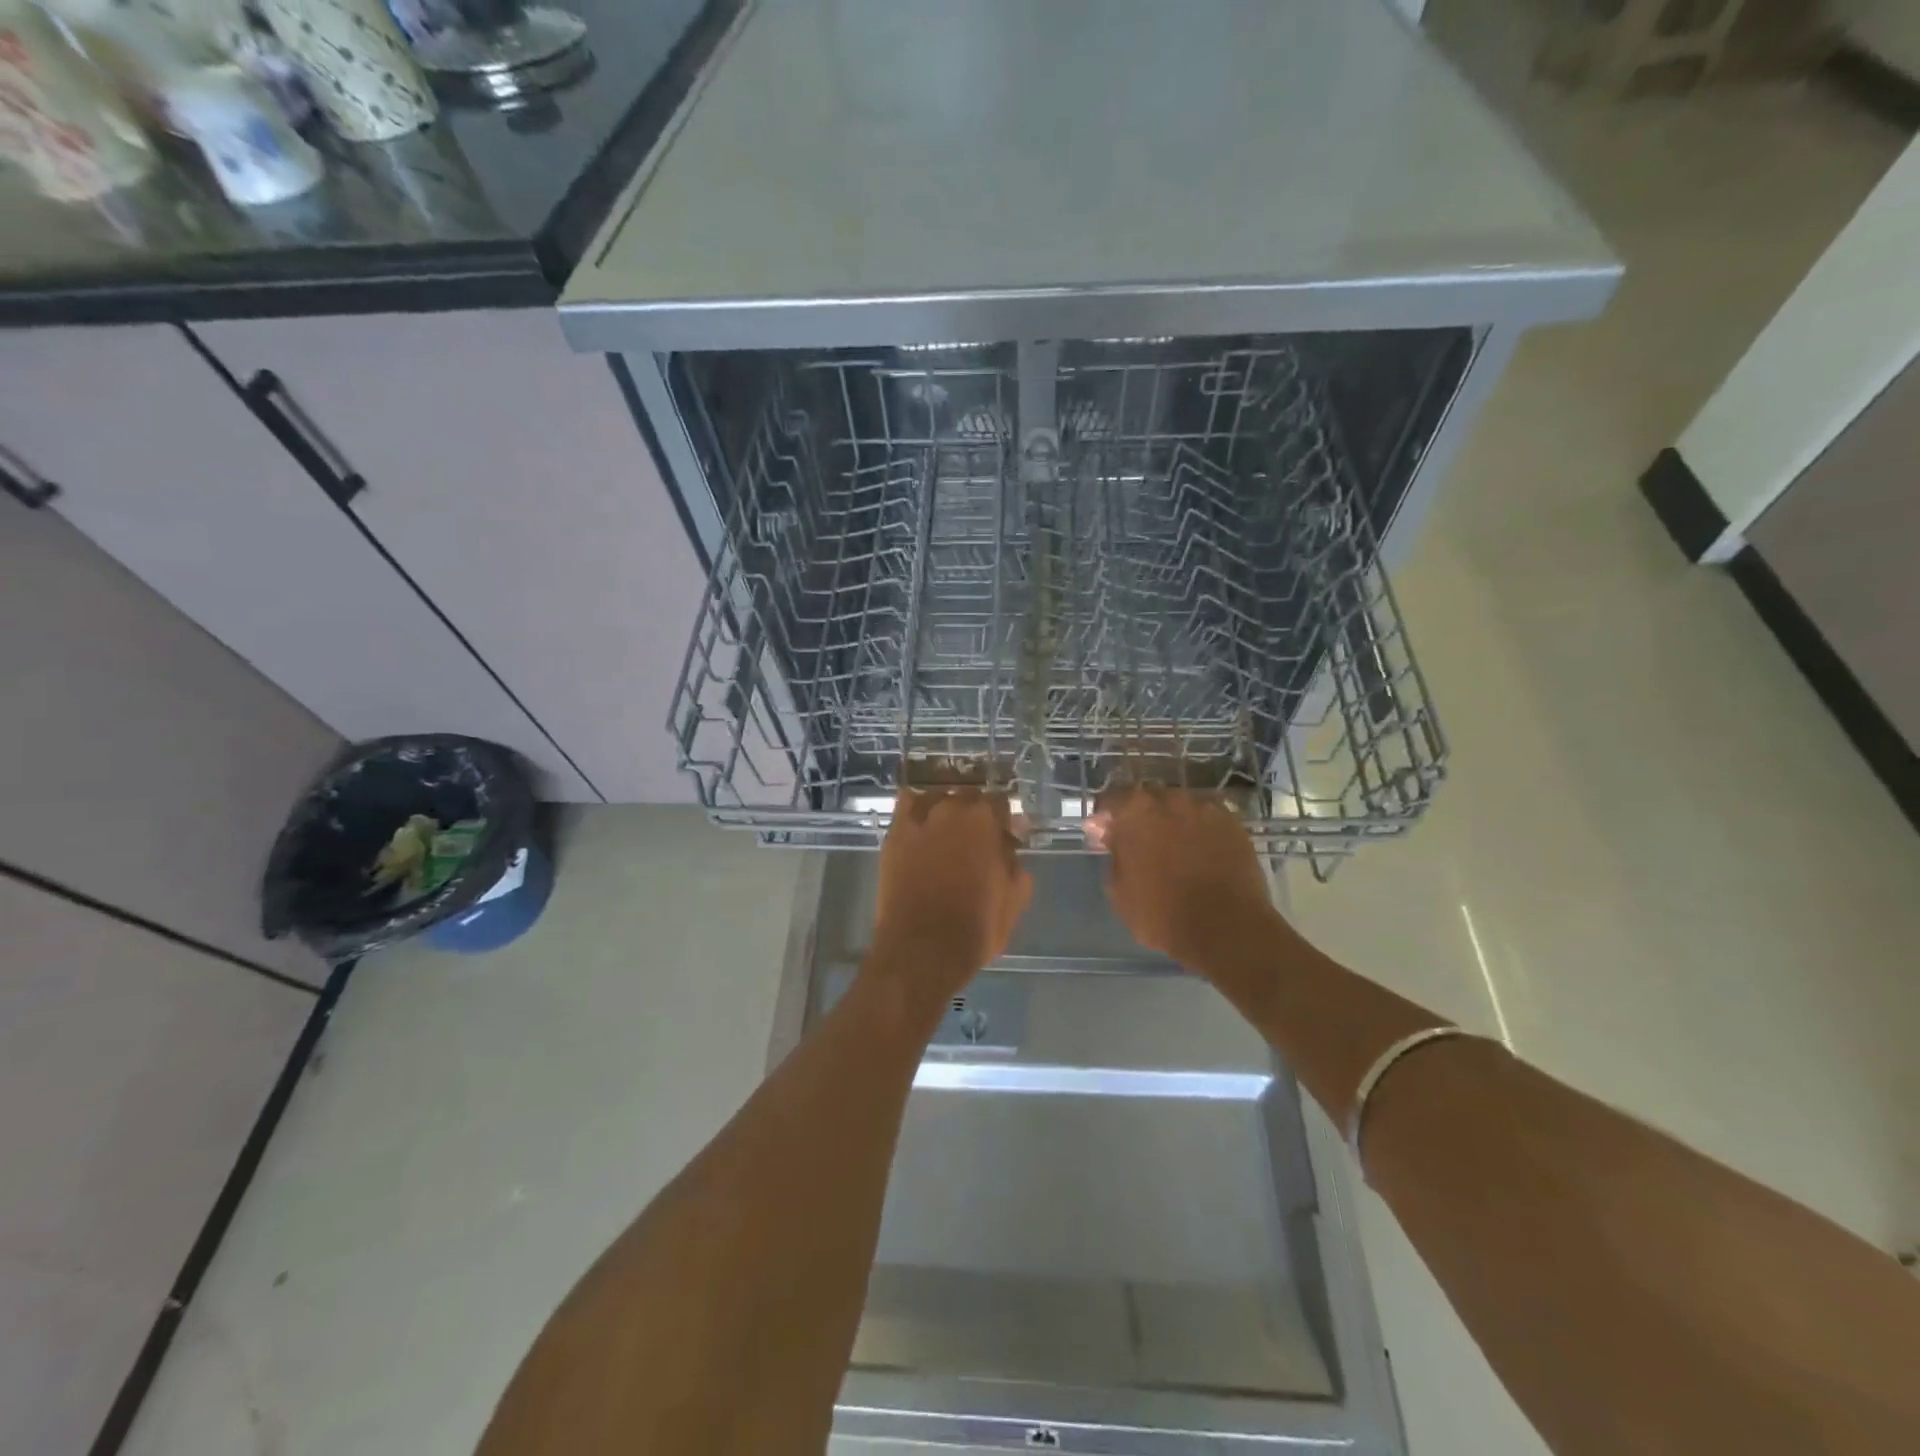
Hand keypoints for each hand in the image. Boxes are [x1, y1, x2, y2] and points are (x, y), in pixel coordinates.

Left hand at [868, 789, 1032, 1002]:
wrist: (922, 950)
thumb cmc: (975, 928)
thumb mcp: (1014, 898)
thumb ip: (1015, 861)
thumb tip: (1009, 843)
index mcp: (985, 822)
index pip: (1000, 802)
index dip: (1004, 820)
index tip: (1006, 836)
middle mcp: (952, 810)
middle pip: (968, 796)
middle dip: (976, 813)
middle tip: (977, 838)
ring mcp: (919, 820)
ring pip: (937, 797)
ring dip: (946, 808)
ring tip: (946, 830)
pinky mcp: (895, 834)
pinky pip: (905, 805)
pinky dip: (915, 808)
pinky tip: (920, 822)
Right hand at [1086, 787, 1291, 975]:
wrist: (1227, 929)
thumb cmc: (1162, 913)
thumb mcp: (1119, 891)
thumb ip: (1113, 855)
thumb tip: (1112, 838)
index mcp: (1136, 812)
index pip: (1111, 799)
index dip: (1105, 817)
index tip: (1103, 836)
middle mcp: (1171, 800)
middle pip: (1148, 798)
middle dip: (1140, 816)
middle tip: (1139, 842)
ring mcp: (1207, 810)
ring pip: (1181, 807)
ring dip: (1173, 821)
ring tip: (1174, 848)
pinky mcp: (1234, 825)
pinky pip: (1208, 820)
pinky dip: (1201, 831)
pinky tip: (1201, 853)